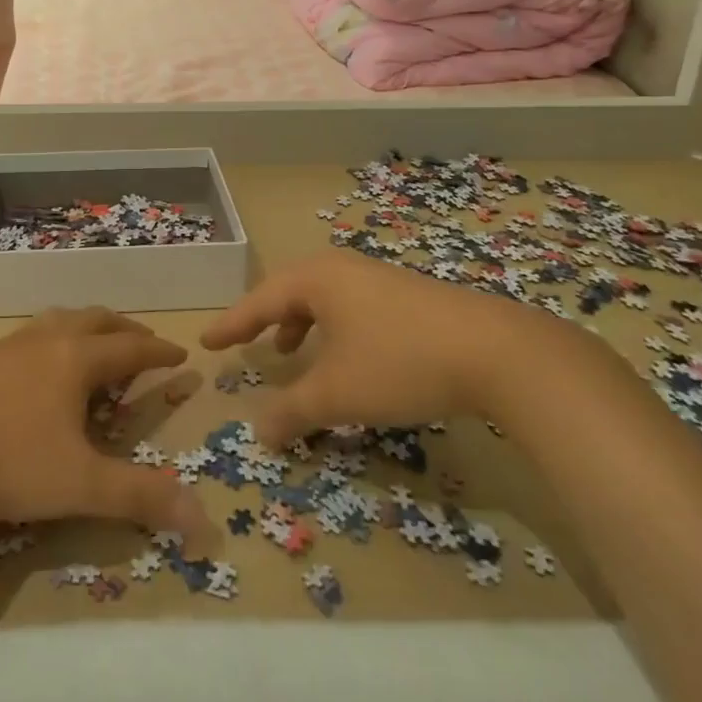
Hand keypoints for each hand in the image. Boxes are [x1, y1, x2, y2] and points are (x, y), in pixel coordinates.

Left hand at [0, 308, 219, 554]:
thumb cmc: (5, 459)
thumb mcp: (78, 484)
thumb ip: (139, 498)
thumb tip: (203, 520)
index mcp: (76, 358)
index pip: (130, 345)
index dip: (159, 350)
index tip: (180, 354)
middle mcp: (46, 339)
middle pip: (96, 320)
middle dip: (125, 330)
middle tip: (142, 345)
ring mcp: (7, 345)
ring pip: (59, 321)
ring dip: (87, 329)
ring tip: (94, 349)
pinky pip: (30, 336)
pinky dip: (53, 341)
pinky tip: (38, 369)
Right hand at [200, 251, 554, 447]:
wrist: (496, 351)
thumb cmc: (399, 363)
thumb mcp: (338, 394)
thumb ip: (292, 412)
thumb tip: (258, 433)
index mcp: (316, 279)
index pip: (259, 302)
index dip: (231, 324)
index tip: (206, 340)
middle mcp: (342, 268)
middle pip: (289, 291)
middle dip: (265, 319)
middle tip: (246, 341)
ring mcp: (376, 277)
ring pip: (323, 298)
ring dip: (300, 324)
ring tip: (292, 352)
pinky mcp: (406, 294)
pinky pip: (350, 305)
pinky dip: (332, 328)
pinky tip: (347, 356)